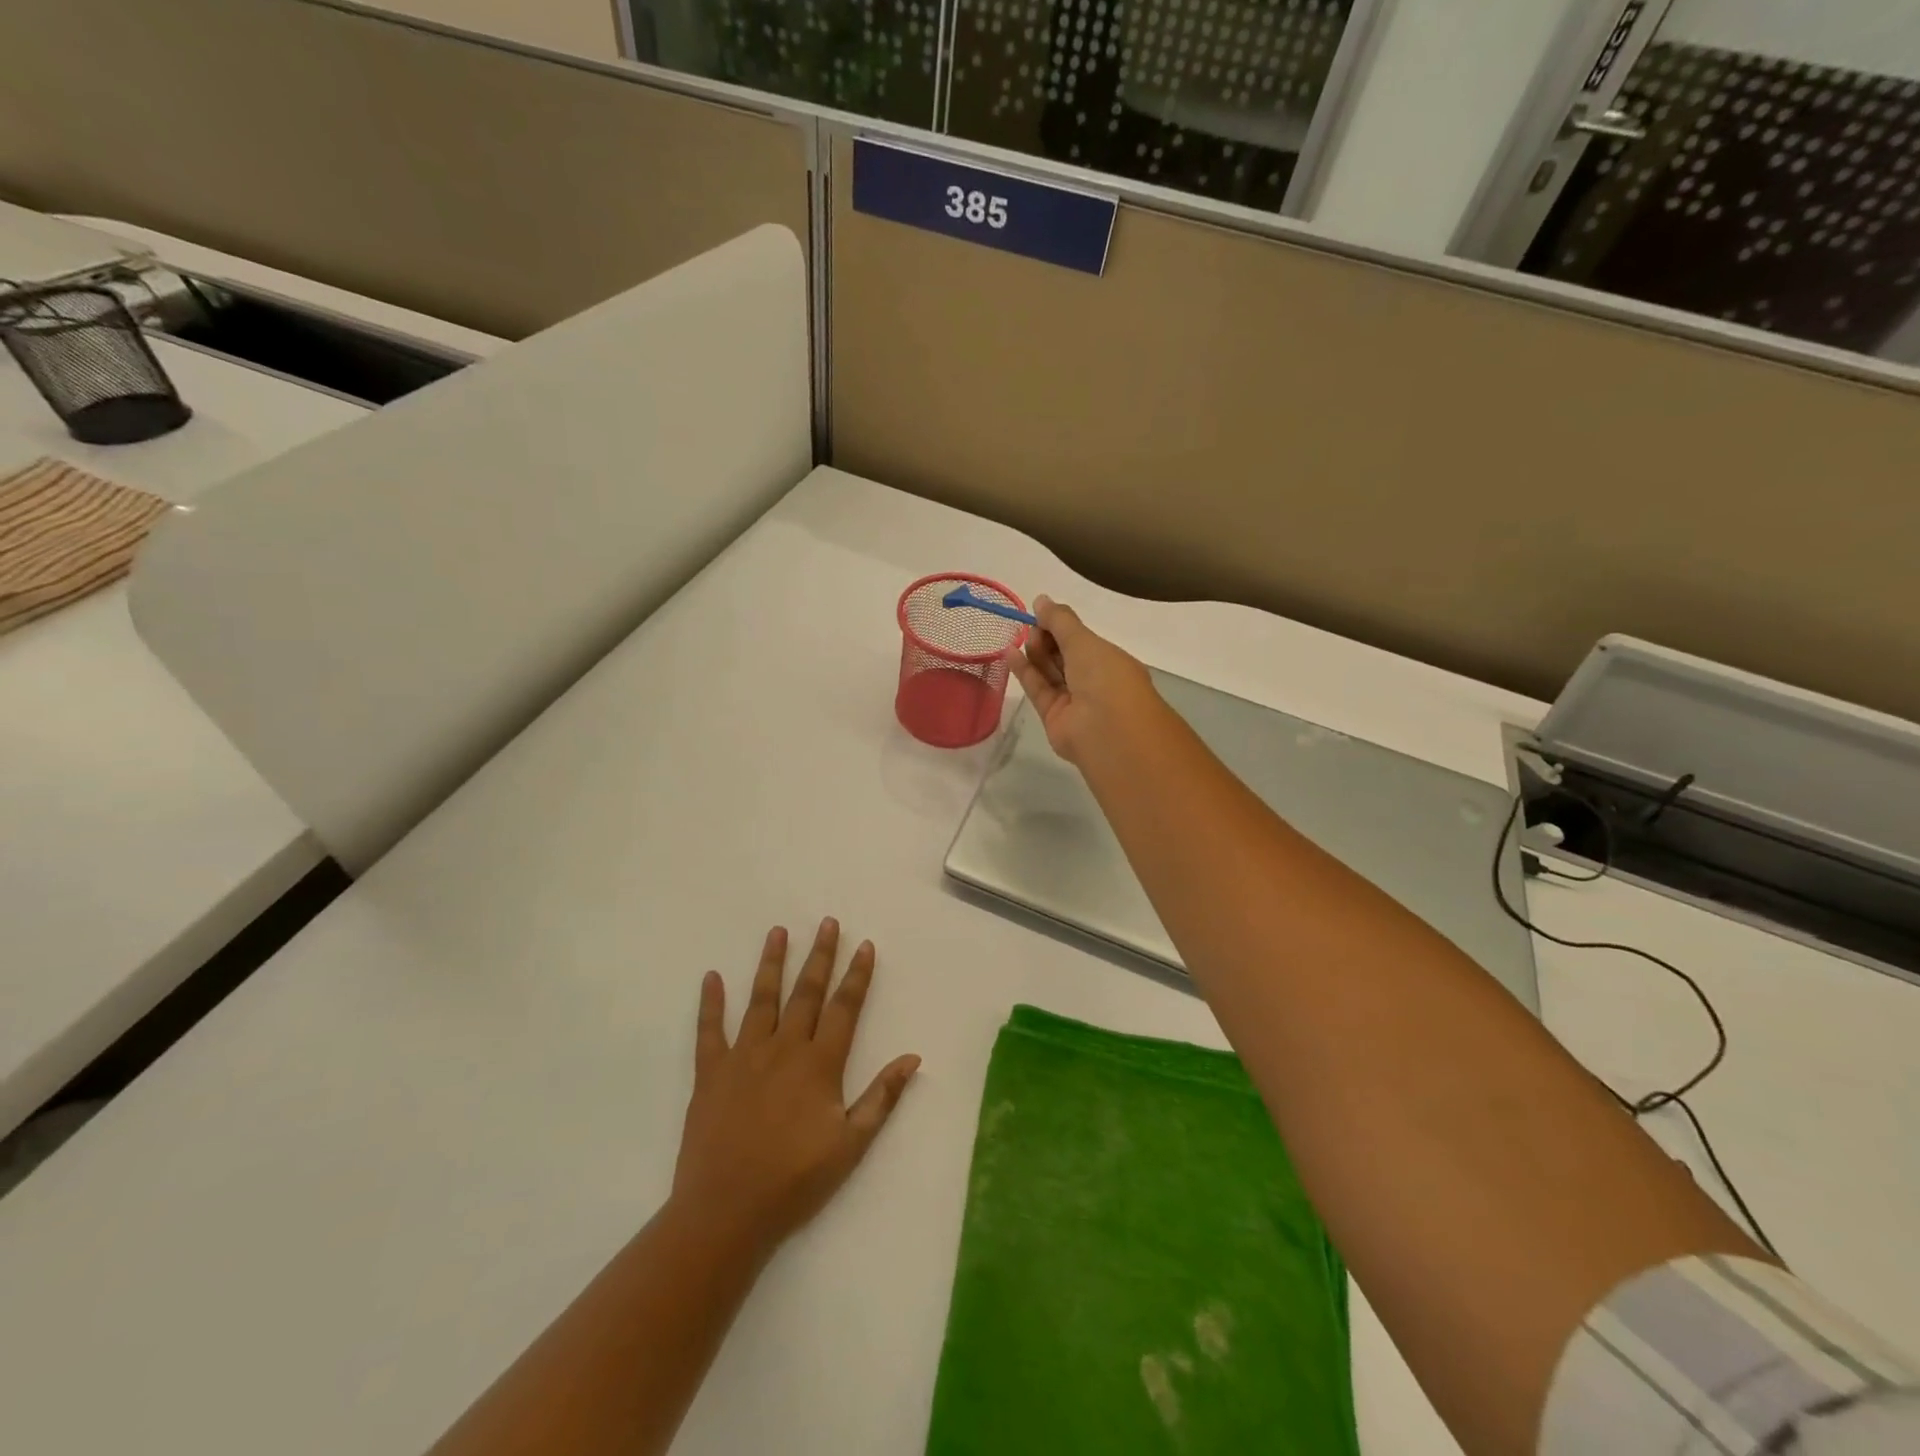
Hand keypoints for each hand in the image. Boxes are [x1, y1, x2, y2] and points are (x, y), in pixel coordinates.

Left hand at [670, 919, 920, 1259]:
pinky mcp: (711, 1072)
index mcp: (819, 1064)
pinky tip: (712, 977)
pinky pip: (709, 1030)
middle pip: (806, 992)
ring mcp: (744, 1056)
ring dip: (772, 963)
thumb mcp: (851, 1145)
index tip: (864, 945)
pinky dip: (710, 1003)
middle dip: (820, 956)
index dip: (856, 975)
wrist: (726, 1211)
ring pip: (761, 999)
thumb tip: (912, 1057)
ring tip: (778, 932)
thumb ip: (882, 1097)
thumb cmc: (795, 1180)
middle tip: (827, 922)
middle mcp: (784, 1048)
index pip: (844, 1008)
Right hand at [1006, 596, 1165, 766]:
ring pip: (1050, 672)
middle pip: (1064, 656)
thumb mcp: (1084, 641)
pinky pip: (1038, 690)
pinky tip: (1009, 652)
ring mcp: (1074, 701)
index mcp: (1110, 661)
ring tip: (1018, 636)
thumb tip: (1041, 600)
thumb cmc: (1106, 678)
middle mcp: (1094, 681)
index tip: (1040, 613)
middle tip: (1031, 627)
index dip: (1061, 626)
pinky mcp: (1054, 717)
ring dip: (1034, 653)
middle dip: (1047, 639)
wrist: (1108, 732)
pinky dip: (1025, 672)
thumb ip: (1060, 621)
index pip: (1082, 640)